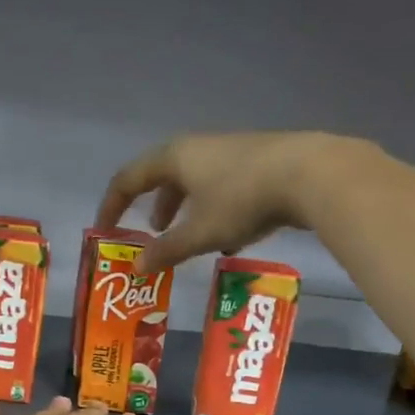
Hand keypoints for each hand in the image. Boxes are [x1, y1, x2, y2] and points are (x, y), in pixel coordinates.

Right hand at [96, 131, 379, 273]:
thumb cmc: (242, 200)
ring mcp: (229, 151)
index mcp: (174, 157)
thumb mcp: (199, 232)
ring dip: (186, 210)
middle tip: (152, 234)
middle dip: (154, 207)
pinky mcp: (256, 161)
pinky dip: (213, 209)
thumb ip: (167, 250)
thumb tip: (137, 267)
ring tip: (190, 238)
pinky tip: (229, 235)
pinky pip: (221, 185)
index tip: (105, 231)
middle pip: (162, 176)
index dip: (112, 206)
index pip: (128, 179)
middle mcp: (197, 147)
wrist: (310, 174)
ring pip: (195, 182)